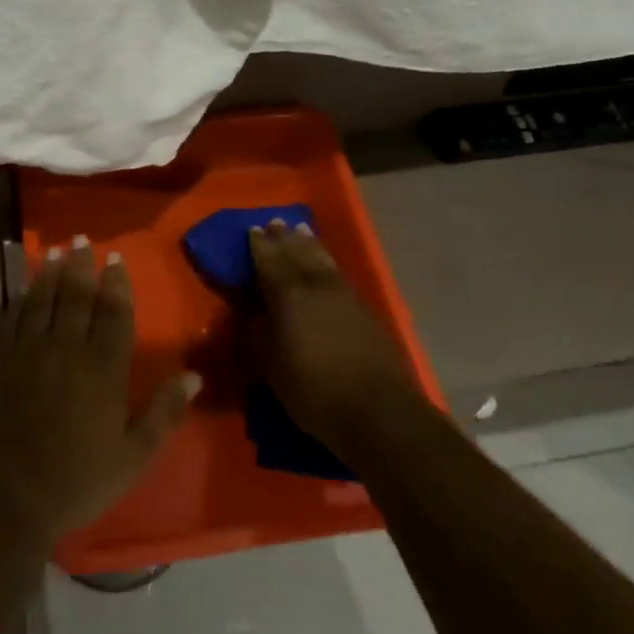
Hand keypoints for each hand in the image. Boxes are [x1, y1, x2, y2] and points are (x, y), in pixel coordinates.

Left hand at [0, 239, 199, 544]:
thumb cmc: (73, 482)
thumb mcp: (132, 458)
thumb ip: (163, 413)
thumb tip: (193, 375)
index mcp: (103, 367)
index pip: (114, 313)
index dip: (116, 284)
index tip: (115, 259)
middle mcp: (66, 346)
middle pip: (77, 296)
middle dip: (82, 266)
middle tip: (83, 239)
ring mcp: (26, 349)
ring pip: (43, 298)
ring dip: (52, 272)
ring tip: (57, 251)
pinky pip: (11, 316)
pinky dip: (21, 297)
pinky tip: (24, 288)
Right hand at [248, 219, 427, 457]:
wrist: (379, 411)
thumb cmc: (316, 392)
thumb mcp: (273, 368)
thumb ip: (261, 333)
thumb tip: (254, 311)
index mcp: (289, 296)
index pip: (270, 262)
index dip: (260, 246)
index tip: (253, 230)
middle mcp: (317, 286)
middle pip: (298, 253)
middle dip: (285, 238)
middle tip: (275, 222)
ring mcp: (345, 295)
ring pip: (322, 259)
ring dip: (309, 243)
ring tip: (301, 230)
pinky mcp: (365, 309)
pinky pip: (338, 272)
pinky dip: (327, 261)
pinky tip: (325, 262)